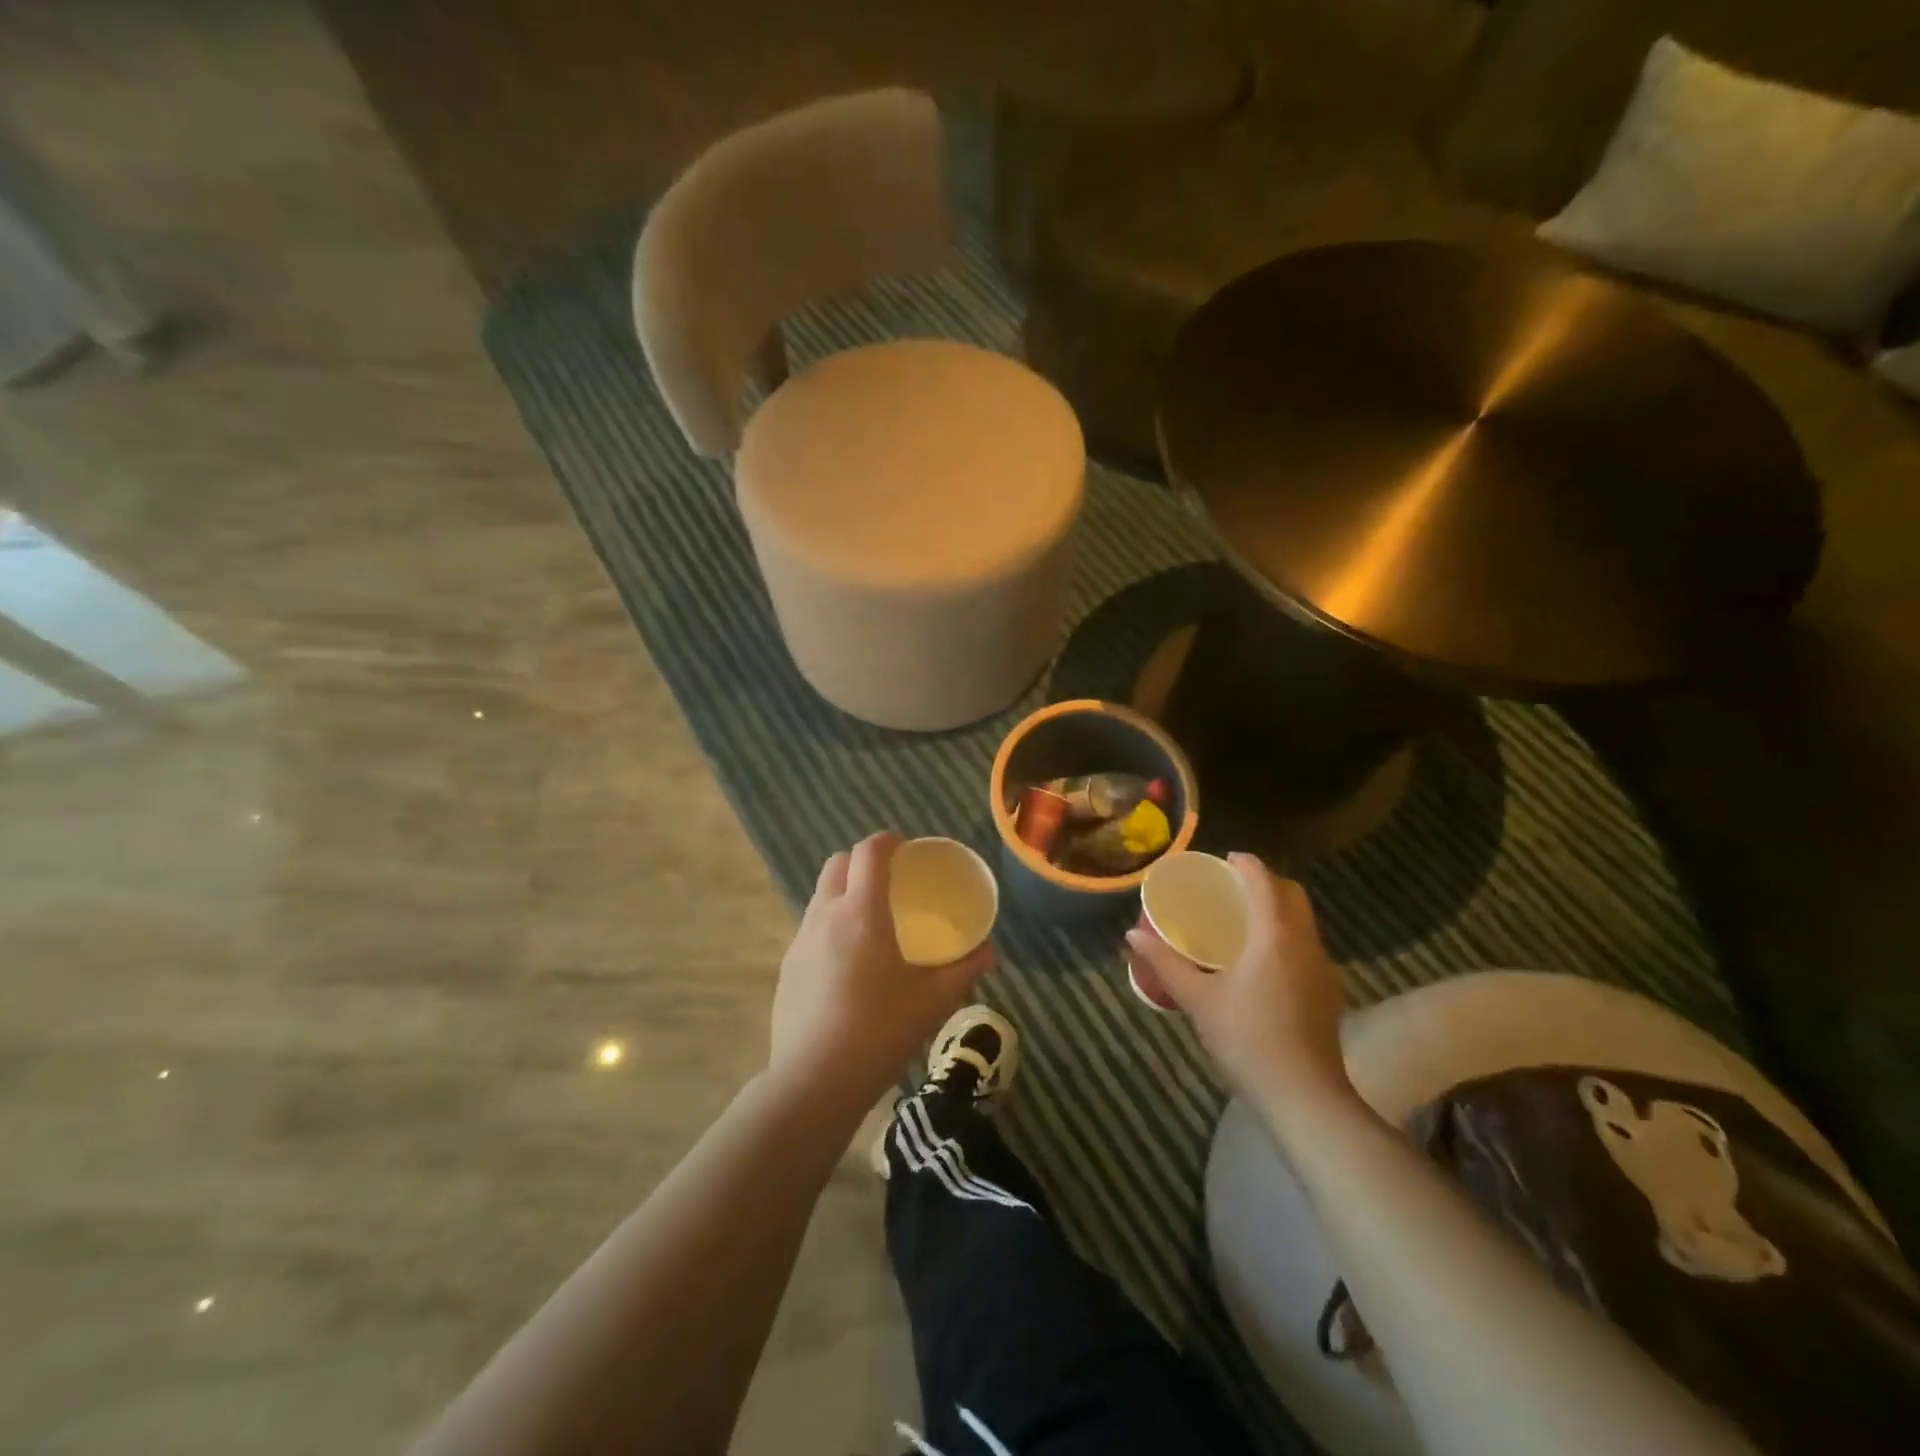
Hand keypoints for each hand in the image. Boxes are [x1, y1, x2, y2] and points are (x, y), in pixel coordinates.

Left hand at [769, 832, 991, 1121]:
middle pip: (837, 864)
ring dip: (843, 892)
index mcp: (862, 911)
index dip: (887, 840)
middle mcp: (825, 915)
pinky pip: (810, 928)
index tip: (905, 847)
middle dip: (861, 861)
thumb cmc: (880, 1030)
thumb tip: (990, 950)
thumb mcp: (933, 1000)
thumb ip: (965, 969)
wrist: (814, 1081)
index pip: (869, 852)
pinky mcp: (787, 968)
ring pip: (820, 896)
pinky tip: (848, 963)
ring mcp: (800, 941)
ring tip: (870, 922)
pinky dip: (830, 926)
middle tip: (889, 881)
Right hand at [1127, 854, 1354, 1118]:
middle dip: (1265, 881)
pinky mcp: (1328, 990)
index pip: (1264, 880)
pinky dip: (1286, 933)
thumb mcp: (1198, 999)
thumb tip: (1131, 935)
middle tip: (1232, 887)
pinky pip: (1307, 944)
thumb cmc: (1247, 1039)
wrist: (1305, 1097)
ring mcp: (1322, 967)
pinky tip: (1262, 959)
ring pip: (1304, 920)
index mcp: (1273, 935)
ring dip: (1278, 908)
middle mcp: (1304, 942)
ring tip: (1243, 919)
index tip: (1224, 859)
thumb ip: (1165, 963)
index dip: (1246, 863)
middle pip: (1292, 894)